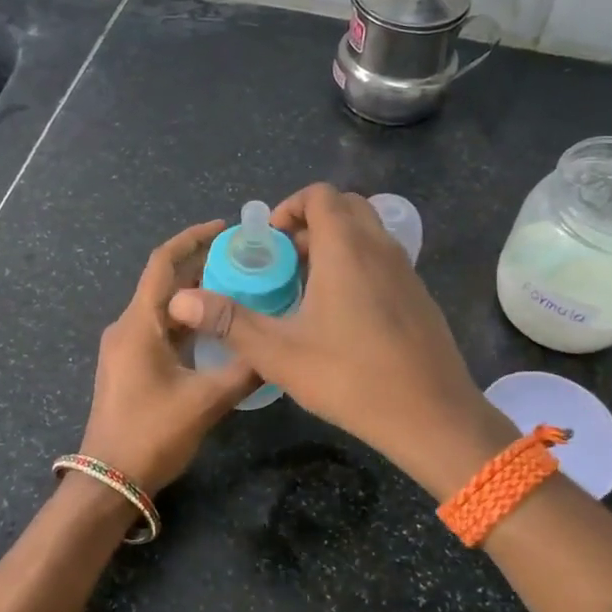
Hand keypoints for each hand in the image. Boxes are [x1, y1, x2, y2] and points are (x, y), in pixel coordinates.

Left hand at [78, 221, 257, 494]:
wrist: (108, 481)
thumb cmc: (152, 435)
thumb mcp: (206, 401)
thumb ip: (244, 370)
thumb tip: (278, 351)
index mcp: (138, 324)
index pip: (162, 263)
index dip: (192, 239)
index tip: (224, 227)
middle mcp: (127, 327)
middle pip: (163, 282)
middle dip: (200, 265)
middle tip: (243, 259)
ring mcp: (124, 347)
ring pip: (162, 308)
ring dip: (195, 295)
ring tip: (237, 288)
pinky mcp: (129, 366)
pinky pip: (159, 329)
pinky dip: (187, 321)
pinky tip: (216, 329)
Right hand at [167, 184, 515, 498]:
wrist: (433, 416)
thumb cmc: (351, 377)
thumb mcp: (280, 353)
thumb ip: (229, 321)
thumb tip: (178, 299)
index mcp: (346, 249)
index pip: (320, 195)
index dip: (290, 207)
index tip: (270, 241)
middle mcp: (380, 248)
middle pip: (346, 207)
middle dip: (311, 223)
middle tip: (284, 261)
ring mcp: (405, 271)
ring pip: (367, 233)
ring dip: (335, 244)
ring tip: (307, 287)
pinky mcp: (419, 295)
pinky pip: (383, 259)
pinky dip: (358, 264)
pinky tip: (341, 314)